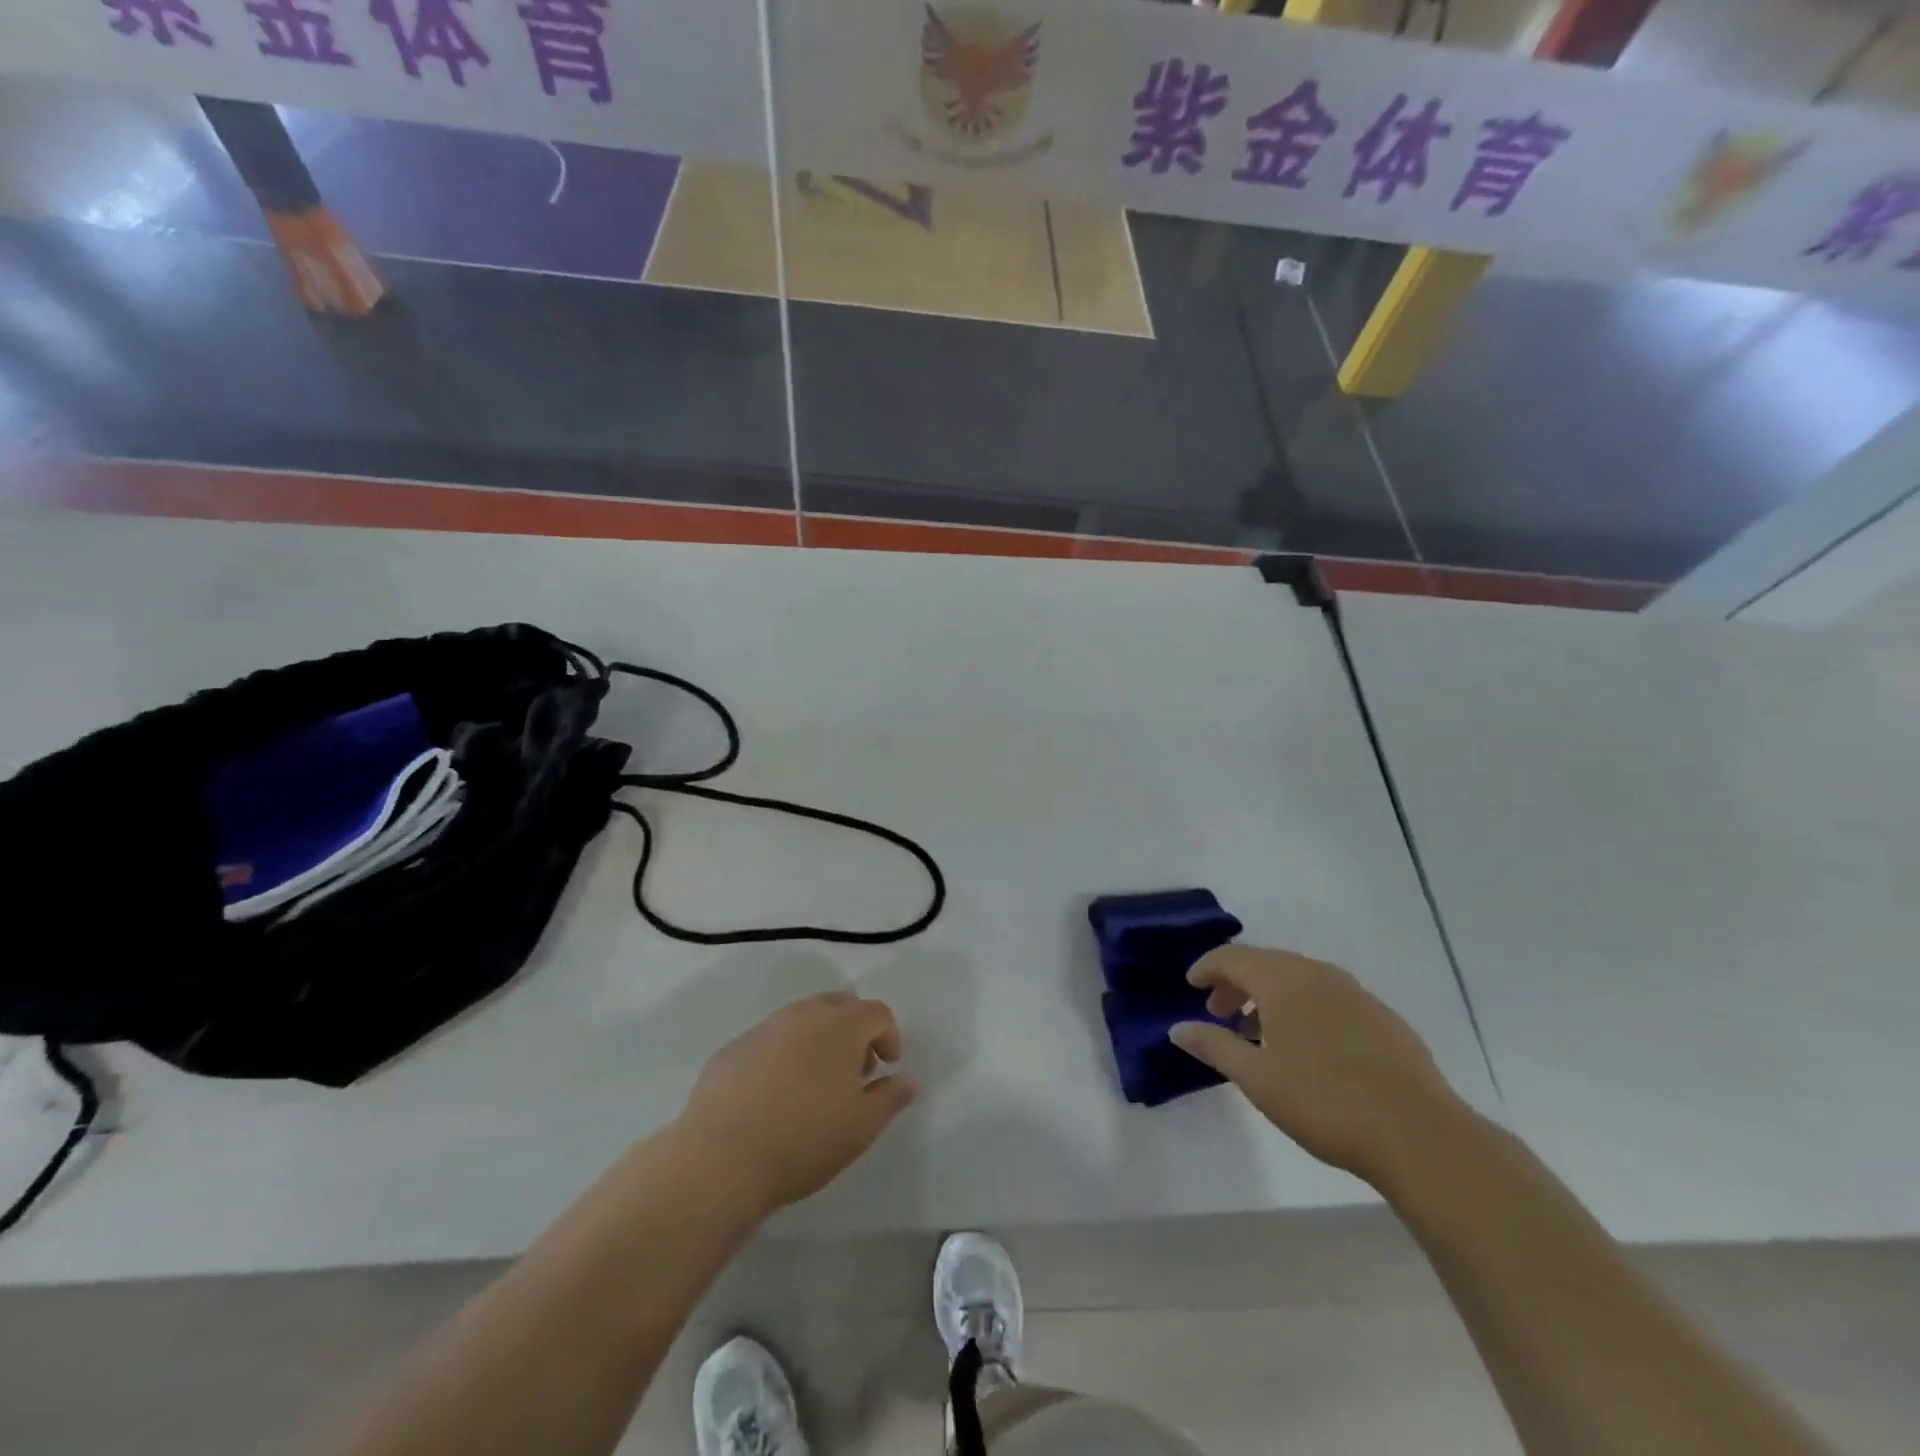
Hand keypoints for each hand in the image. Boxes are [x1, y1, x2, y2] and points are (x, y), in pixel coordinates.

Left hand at [678, 992, 915, 1216]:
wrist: (720, 1158)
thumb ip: (891, 1097)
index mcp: (842, 1026)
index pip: (877, 1013)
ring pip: (802, 1019)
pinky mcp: (733, 1048)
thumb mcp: (862, 1127)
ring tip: (815, 1085)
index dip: (889, 1037)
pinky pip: (770, 1040)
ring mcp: (765, 1028)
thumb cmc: (804, 1139)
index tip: (886, 1069)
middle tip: (855, 1072)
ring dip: (818, 1040)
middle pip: (840, 1006)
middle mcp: (804, 1014)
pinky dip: (783, 1055)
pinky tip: (775, 1096)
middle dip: (854, 1031)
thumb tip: (906, 1079)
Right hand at [1169, 946, 1463, 1184]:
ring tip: (1259, 1033)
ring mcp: (1356, 994)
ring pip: (1300, 980)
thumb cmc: (1324, 1101)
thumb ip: (1214, 1046)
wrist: (1419, 1134)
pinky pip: (1329, 998)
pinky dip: (1305, 1008)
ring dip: (1271, 996)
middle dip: (1237, 983)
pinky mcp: (1383, 1018)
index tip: (1191, 985)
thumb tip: (1177, 1028)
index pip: (1233, 958)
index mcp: (1283, 980)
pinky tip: (1309, 1047)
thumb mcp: (1257, 1078)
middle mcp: (1317, 974)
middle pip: (1266, 964)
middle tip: (1220, 1013)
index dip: (1207, 968)